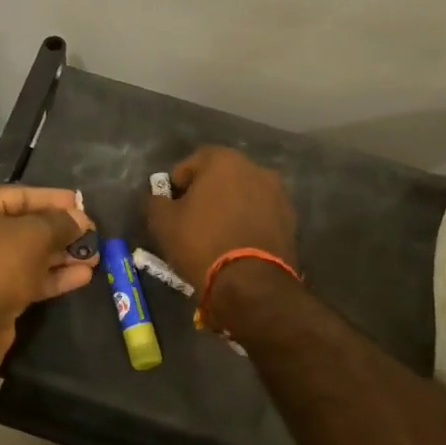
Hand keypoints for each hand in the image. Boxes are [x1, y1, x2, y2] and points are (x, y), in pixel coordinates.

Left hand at [0, 185, 96, 376]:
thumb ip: (60, 222)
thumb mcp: (34, 234)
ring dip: (62, 255)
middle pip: (24, 226)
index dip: (53, 199)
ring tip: (95, 256)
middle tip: (93, 233)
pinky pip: (27, 279)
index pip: (19, 195)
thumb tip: (81, 219)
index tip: (81, 203)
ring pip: (28, 255)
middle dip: (61, 231)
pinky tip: (83, 276)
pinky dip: (52, 277)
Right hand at [145, 147, 297, 300]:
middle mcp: (255, 168)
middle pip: (221, 176)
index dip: (177, 185)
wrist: (251, 284)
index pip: (191, 163)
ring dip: (229, 207)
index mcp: (223, 160)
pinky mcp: (290, 220)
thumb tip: (159, 196)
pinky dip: (248, 222)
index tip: (172, 208)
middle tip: (192, 221)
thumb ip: (155, 201)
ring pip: (243, 195)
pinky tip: (237, 244)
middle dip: (206, 193)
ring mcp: (278, 194)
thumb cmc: (201, 243)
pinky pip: (260, 214)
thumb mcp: (163, 223)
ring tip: (217, 235)